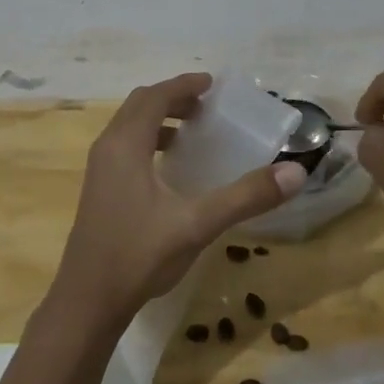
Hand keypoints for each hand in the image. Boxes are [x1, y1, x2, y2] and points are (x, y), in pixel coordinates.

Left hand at [50, 73, 305, 325]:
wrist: (89, 300)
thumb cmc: (140, 255)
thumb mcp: (197, 224)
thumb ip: (245, 196)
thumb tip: (294, 171)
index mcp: (125, 145)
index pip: (155, 97)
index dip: (184, 85)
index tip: (212, 84)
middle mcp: (107, 148)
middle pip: (140, 106)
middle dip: (173, 98)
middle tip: (207, 106)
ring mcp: (99, 170)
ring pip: (129, 127)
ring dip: (160, 119)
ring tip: (194, 132)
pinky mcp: (99, 190)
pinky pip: (125, 148)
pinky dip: (149, 141)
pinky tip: (171, 170)